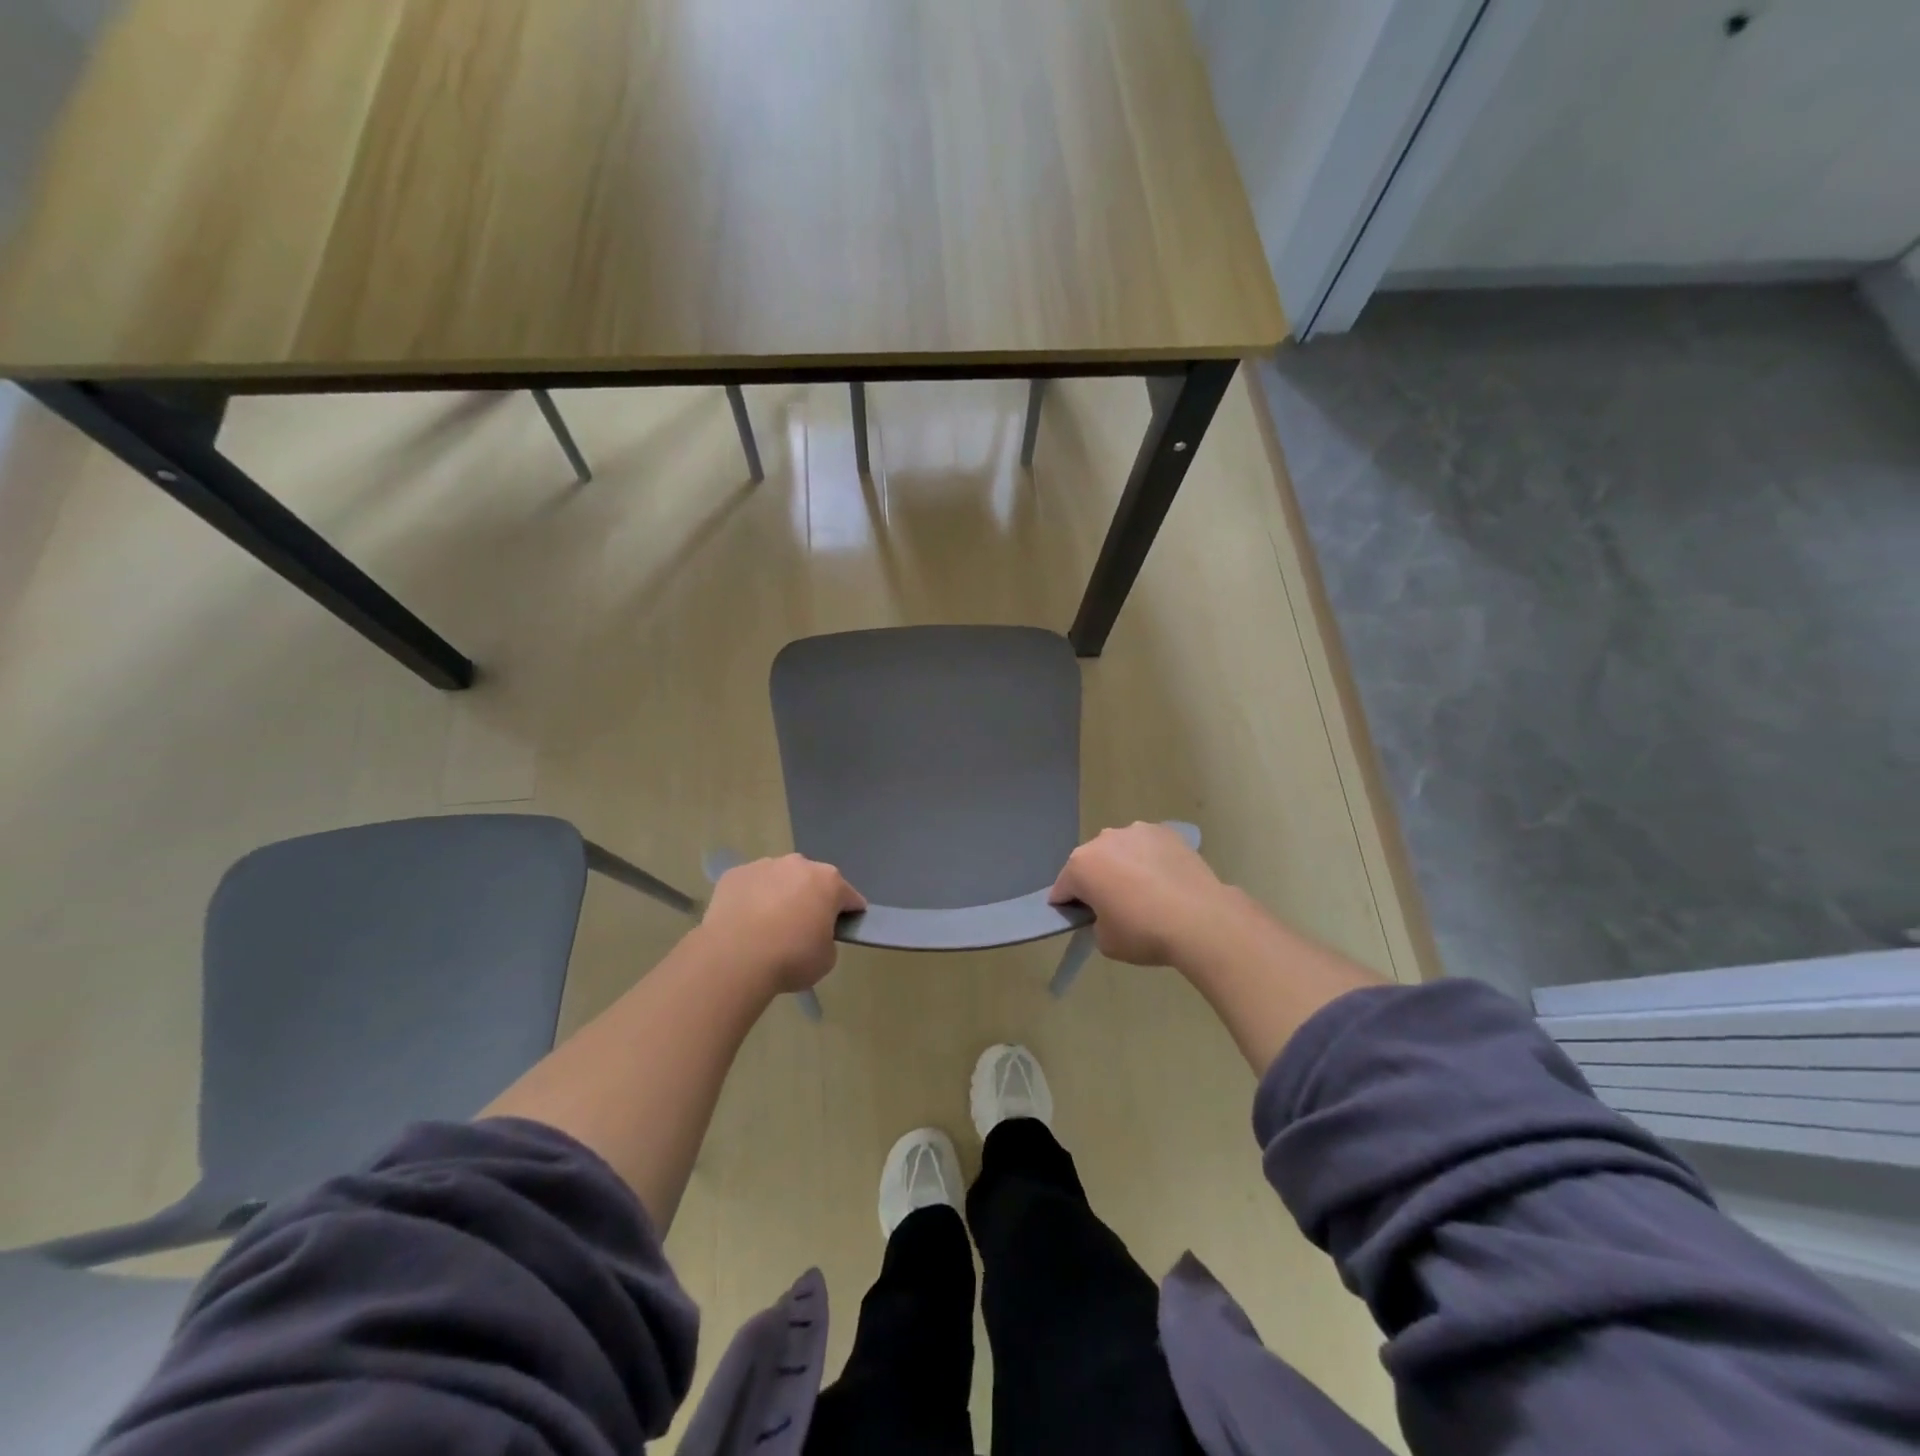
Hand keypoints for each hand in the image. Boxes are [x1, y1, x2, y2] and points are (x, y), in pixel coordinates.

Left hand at [698, 854, 866, 993]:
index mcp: (829, 882)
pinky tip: (744, 923)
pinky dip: (752, 899)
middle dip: (811, 900)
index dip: (848, 914)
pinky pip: (751, 885)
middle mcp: (799, 864)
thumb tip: (814, 934)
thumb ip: (828, 939)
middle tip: (801, 930)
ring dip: (780, 896)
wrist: (733, 959)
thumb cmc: (789, 958)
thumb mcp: (826, 959)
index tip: (841, 930)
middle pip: (812, 881)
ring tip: (767, 927)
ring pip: (780, 879)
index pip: (849, 896)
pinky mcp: (734, 874)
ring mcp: (764, 865)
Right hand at [1050, 822, 1230, 965]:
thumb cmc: (1144, 932)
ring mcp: (1137, 831)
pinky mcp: (1166, 832)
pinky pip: (1148, 847)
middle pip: (1092, 863)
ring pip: (1120, 850)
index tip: (1080, 919)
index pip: (1063, 887)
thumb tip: (1107, 913)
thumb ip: (1096, 922)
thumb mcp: (1105, 941)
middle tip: (1115, 907)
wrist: (1201, 920)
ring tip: (1146, 892)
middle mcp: (1104, 839)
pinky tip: (1166, 882)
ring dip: (1124, 866)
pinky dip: (1150, 860)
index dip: (1067, 905)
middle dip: (1097, 881)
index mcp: (1081, 865)